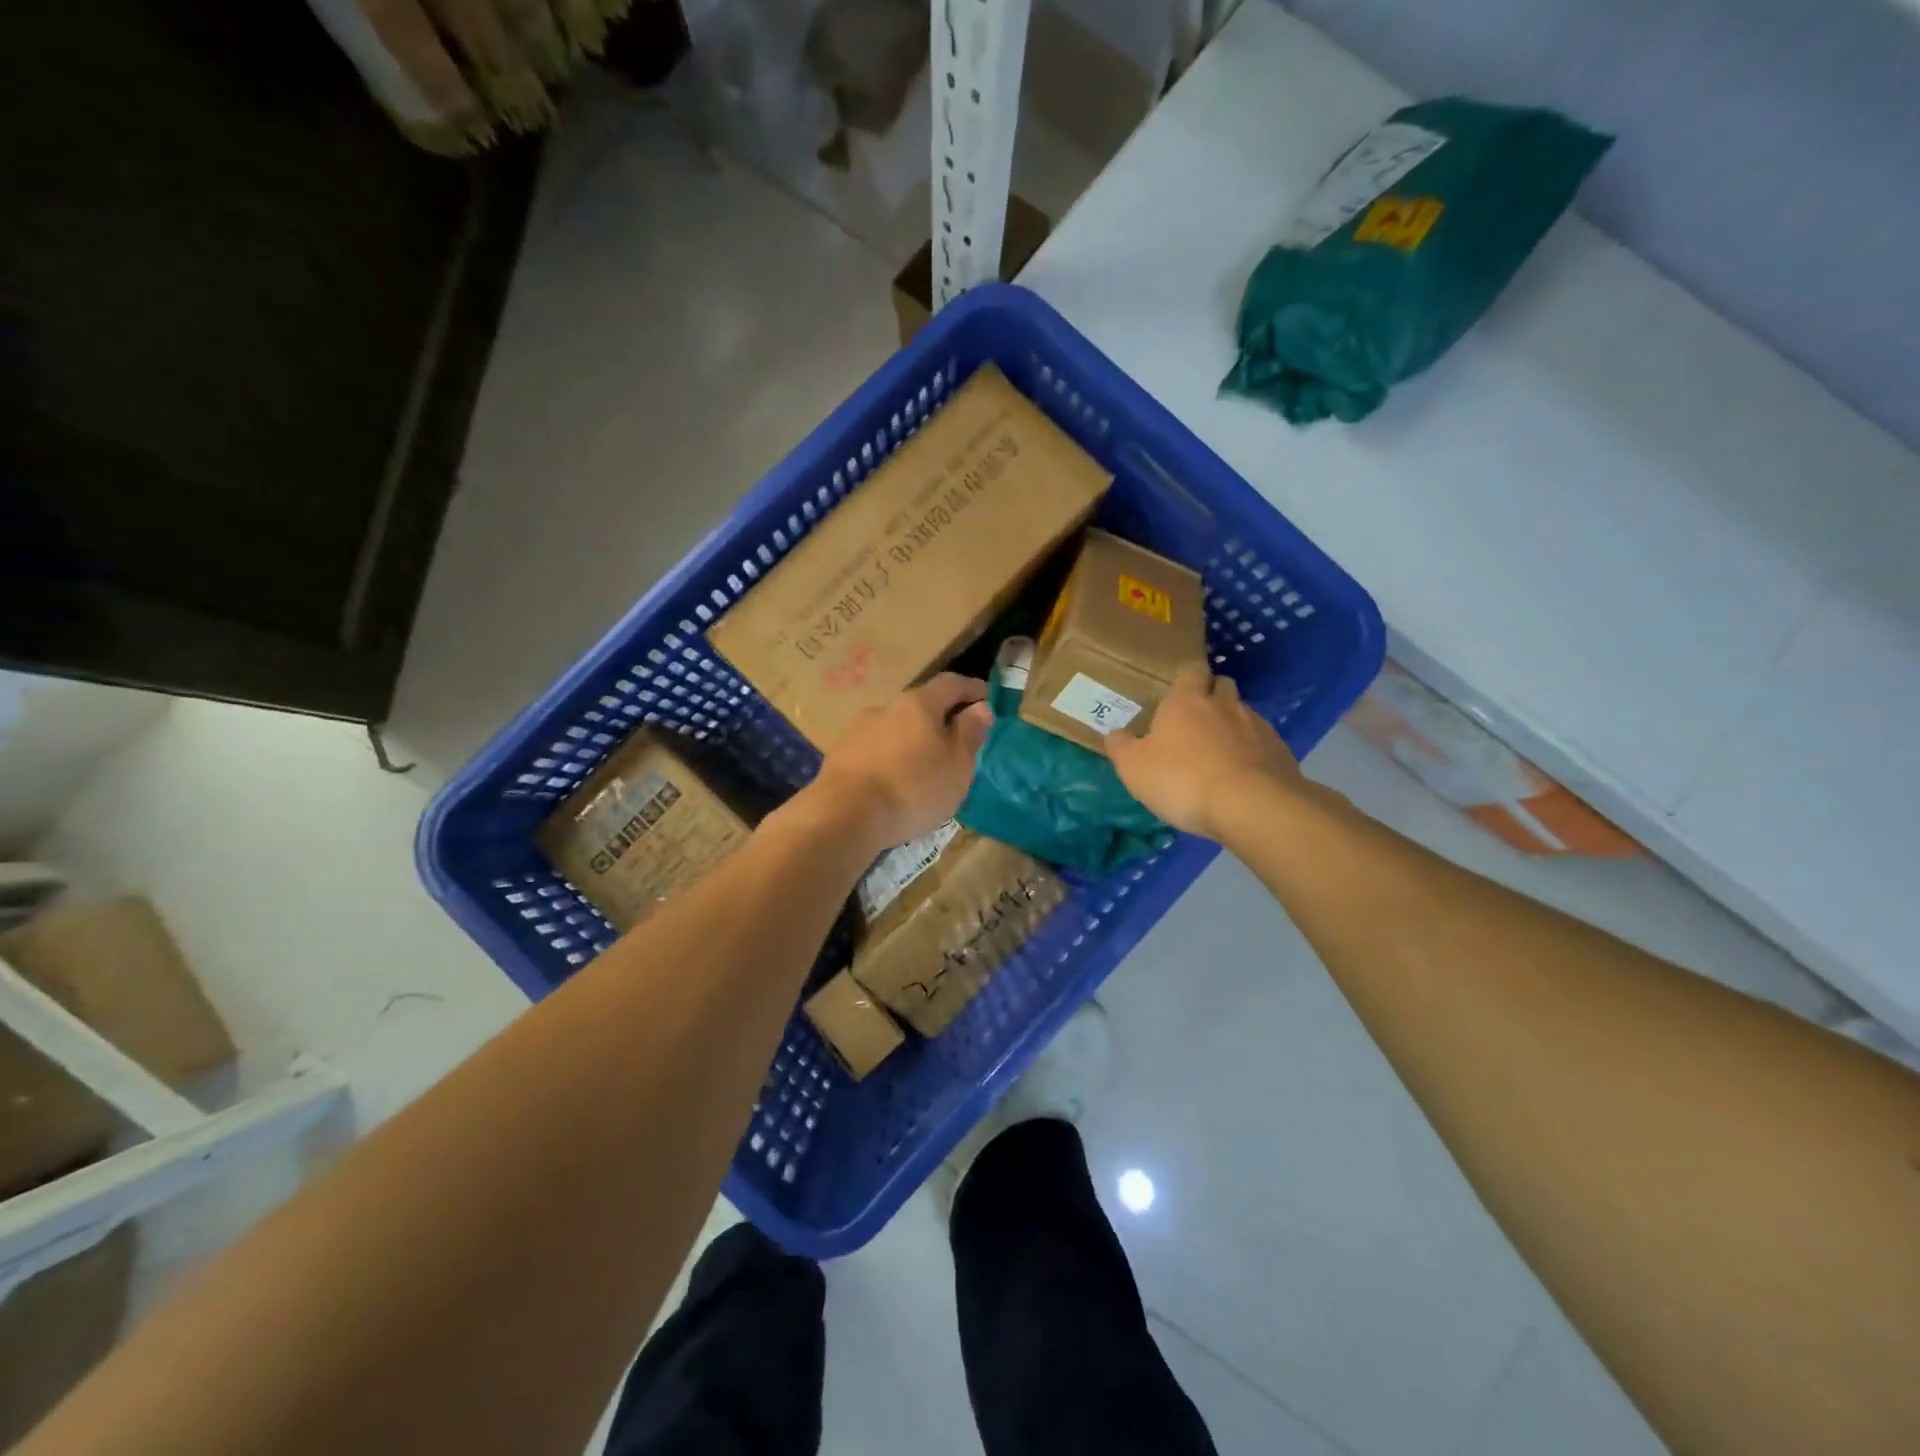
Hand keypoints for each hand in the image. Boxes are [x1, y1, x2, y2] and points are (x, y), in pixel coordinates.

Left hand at [805, 673, 993, 851]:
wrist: (844, 816)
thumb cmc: (913, 788)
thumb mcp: (957, 765)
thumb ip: (969, 734)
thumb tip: (979, 707)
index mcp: (919, 704)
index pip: (950, 683)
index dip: (970, 687)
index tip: (984, 696)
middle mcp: (886, 708)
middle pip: (919, 706)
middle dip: (939, 720)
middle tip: (955, 742)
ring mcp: (857, 731)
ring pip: (895, 730)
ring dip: (911, 742)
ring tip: (922, 769)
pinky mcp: (839, 756)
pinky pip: (875, 752)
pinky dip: (890, 760)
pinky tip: (894, 782)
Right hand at [1104, 665, 1298, 839]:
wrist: (1251, 806)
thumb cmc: (1183, 779)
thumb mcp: (1135, 768)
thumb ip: (1121, 748)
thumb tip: (1114, 734)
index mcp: (1186, 701)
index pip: (1191, 672)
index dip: (1186, 680)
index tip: (1178, 694)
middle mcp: (1225, 705)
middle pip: (1222, 686)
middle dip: (1212, 696)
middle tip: (1197, 721)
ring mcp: (1257, 726)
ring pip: (1244, 715)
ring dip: (1232, 727)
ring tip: (1220, 754)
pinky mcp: (1280, 752)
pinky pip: (1262, 744)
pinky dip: (1252, 753)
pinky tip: (1242, 777)